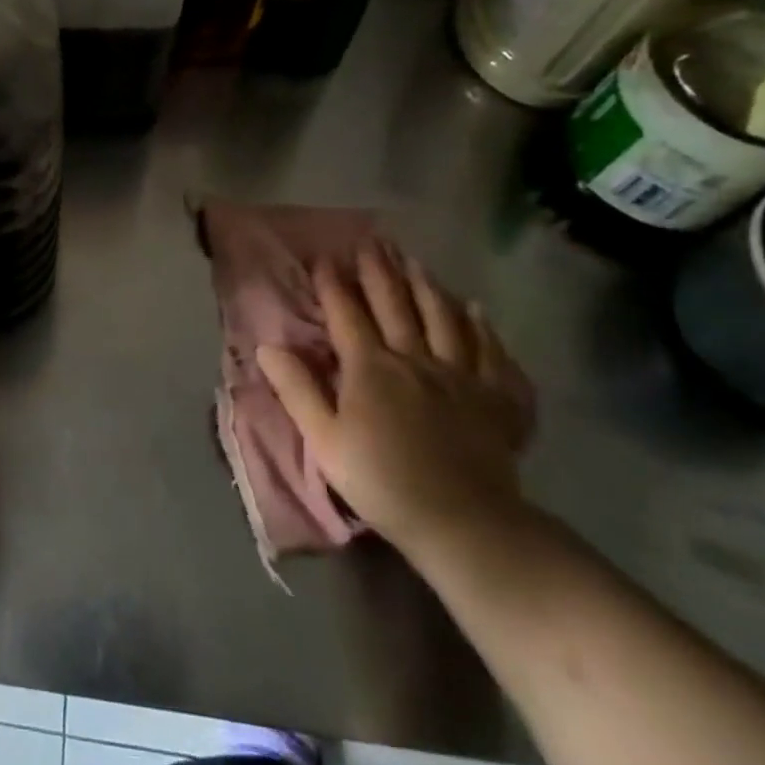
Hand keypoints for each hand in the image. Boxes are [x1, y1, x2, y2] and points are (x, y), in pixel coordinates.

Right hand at [257, 242, 533, 556]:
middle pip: (395, 305)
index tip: (324, 257)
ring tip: (416, 262)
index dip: (333, 284)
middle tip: (372, 241)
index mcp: (370, 368)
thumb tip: (267, 347)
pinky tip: (478, 311)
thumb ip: (296, 390)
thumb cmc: (382, 481)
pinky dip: (484, 327)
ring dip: (427, 286)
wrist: (464, 522)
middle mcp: (416, 359)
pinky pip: (492, 352)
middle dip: (379, 271)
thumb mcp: (324, 440)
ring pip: (444, 318)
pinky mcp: (497, 398)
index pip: (347, 314)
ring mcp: (462, 375)